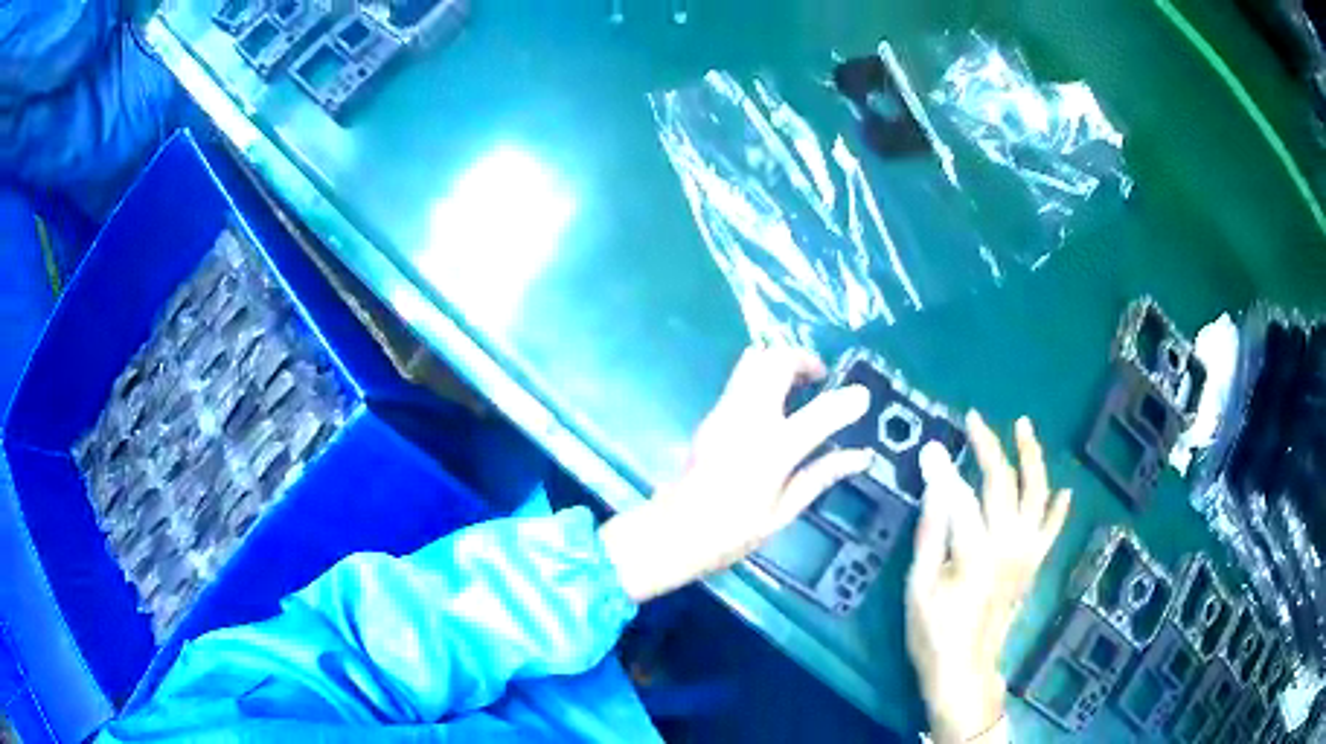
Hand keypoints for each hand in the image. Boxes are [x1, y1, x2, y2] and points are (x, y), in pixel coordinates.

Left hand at [600, 346, 872, 603]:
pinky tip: (774, 404)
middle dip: (804, 360)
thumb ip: (822, 475)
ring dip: (781, 363)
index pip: (819, 414)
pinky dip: (763, 375)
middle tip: (821, 379)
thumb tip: (861, 456)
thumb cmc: (732, 532)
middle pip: (776, 362)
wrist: (672, 532)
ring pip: (753, 361)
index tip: (864, 397)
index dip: (847, 401)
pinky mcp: (710, 414)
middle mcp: (747, 420)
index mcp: (771, 451)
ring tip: (799, 387)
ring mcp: (724, 412)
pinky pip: (740, 378)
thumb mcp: (784, 511)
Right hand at [905, 413, 1071, 743]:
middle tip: (975, 420)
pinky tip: (1064, 489)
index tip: (933, 444)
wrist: (966, 670)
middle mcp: (1010, 543)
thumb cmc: (935, 631)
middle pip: (1005, 482)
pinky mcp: (1034, 565)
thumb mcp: (919, 584)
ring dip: (1032, 458)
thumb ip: (931, 530)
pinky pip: (1052, 529)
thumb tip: (933, 479)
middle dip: (990, 446)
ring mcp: (1027, 553)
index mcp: (977, 548)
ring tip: (1025, 427)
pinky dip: (1059, 508)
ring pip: (1037, 494)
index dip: (947, 466)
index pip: (962, 492)